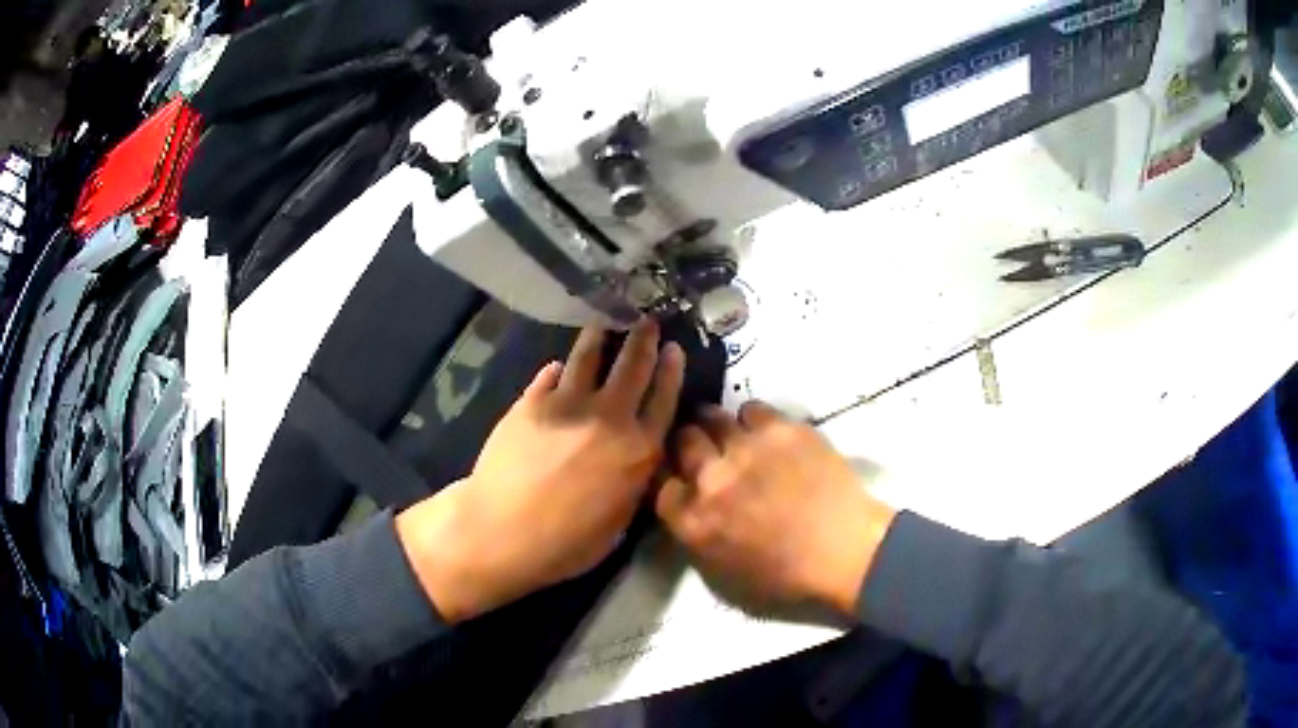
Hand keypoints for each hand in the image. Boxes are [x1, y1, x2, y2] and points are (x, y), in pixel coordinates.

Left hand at [397, 321, 685, 622]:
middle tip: (647, 320)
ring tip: (604, 322)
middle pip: (632, 368)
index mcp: (638, 450)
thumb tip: (638, 456)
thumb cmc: (567, 543)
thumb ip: (635, 481)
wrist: (503, 530)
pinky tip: (557, 365)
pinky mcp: (531, 403)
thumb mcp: (620, 523)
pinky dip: (557, 369)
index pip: (664, 399)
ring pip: (589, 359)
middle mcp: (609, 418)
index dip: (671, 371)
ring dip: (600, 338)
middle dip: (643, 340)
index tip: (674, 348)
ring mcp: (567, 405)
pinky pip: (549, 377)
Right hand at [656, 403, 896, 615]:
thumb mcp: (722, 573)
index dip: (673, 477)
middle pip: (682, 441)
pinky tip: (768, 434)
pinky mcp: (778, 428)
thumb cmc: (786, 576)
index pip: (661, 484)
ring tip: (735, 436)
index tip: (684, 478)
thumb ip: (696, 535)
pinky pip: (752, 409)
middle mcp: (709, 479)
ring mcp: (744, 448)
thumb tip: (689, 507)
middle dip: (690, 444)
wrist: (844, 550)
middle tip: (707, 451)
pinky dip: (754, 420)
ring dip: (718, 427)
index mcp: (693, 521)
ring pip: (712, 416)